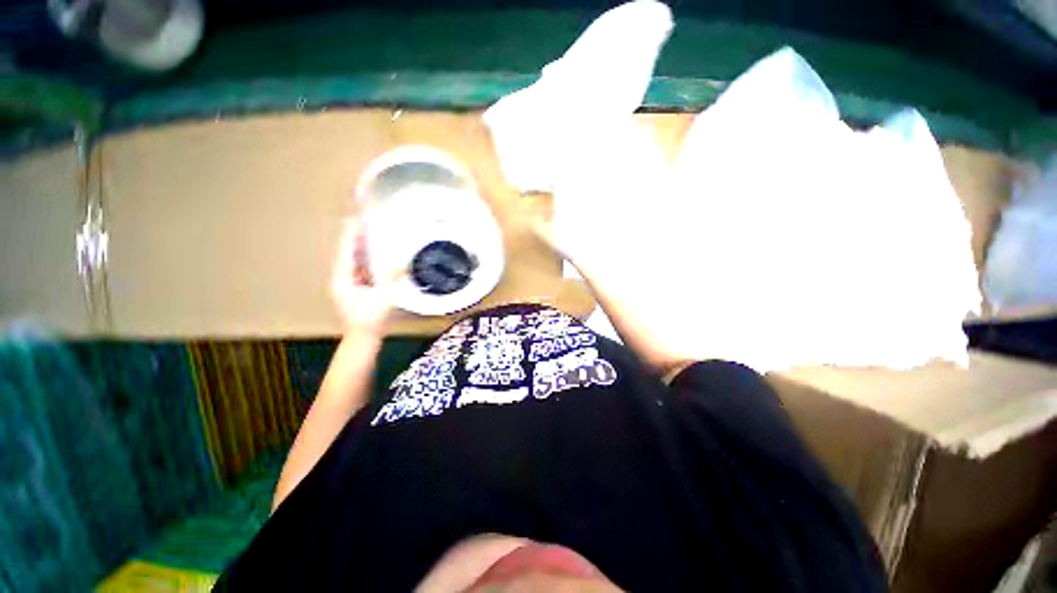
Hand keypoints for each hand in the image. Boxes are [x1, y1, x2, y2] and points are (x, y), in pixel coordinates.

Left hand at [332, 218, 396, 334]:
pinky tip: (374, 254)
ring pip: (353, 261)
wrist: (363, 338)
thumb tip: (402, 263)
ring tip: (368, 232)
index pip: (347, 251)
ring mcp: (347, 285)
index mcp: (343, 278)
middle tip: (363, 220)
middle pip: (348, 253)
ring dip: (360, 247)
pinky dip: (366, 259)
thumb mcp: (383, 297)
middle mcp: (342, 278)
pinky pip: (360, 269)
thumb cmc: (370, 319)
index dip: (351, 234)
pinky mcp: (355, 290)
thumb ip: (391, 278)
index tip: (355, 218)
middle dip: (355, 237)